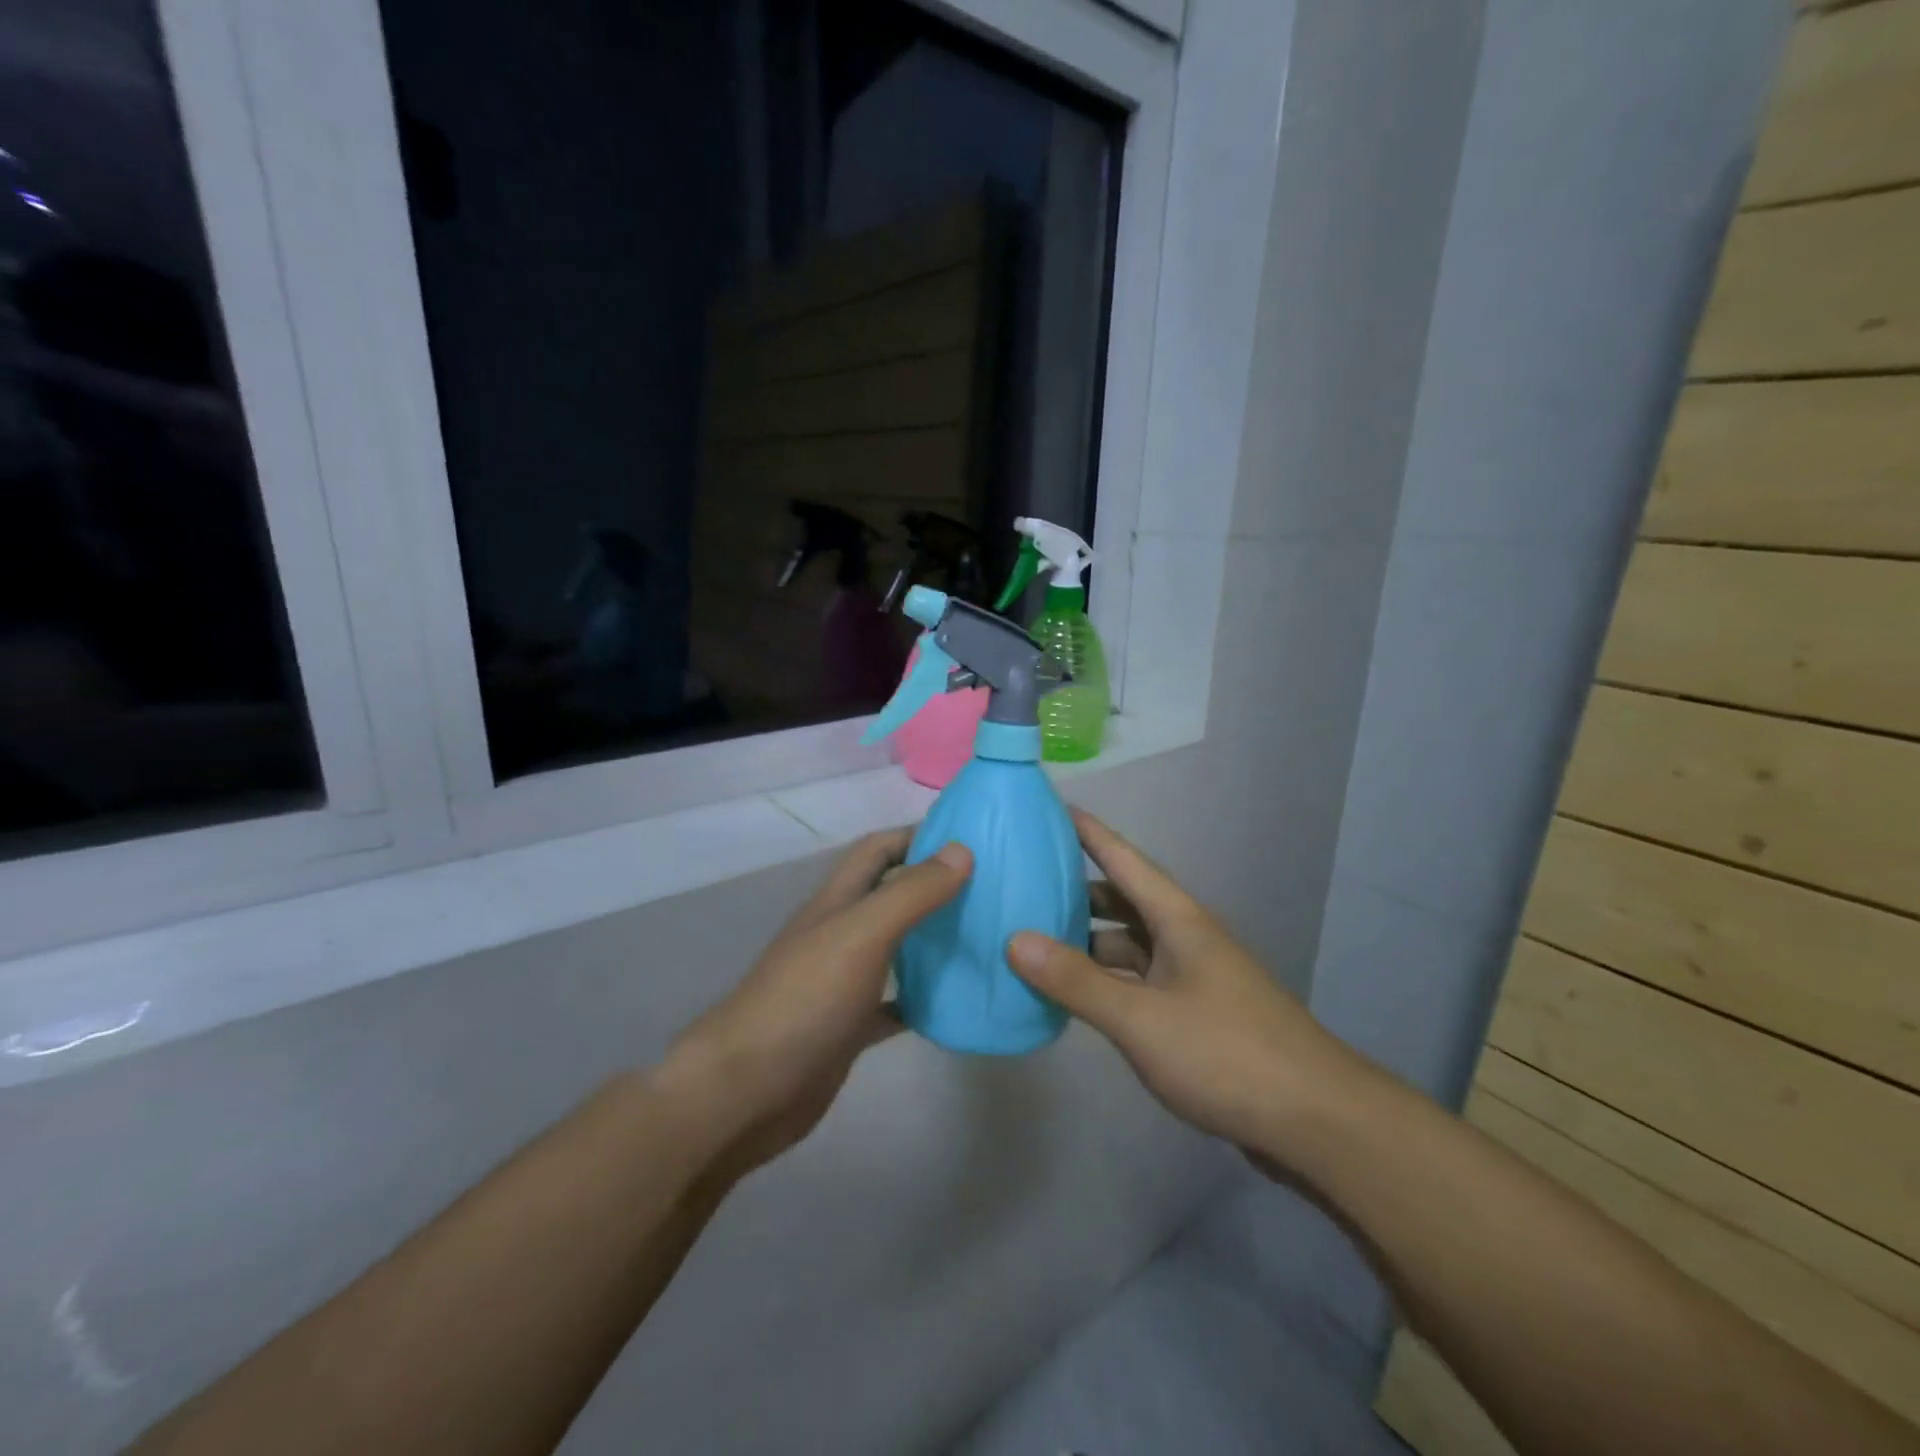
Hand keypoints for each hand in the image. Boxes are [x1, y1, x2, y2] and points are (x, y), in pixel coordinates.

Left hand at [656, 830, 970, 1180]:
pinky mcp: (849, 1027)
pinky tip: (957, 1003)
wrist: (748, 1090)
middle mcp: (840, 933)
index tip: (970, 838)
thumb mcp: (862, 934)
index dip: (917, 836)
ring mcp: (843, 982)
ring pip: (897, 948)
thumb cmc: (805, 999)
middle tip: (991, 889)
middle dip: (934, 886)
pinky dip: (924, 999)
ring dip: (933, 940)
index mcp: (838, 901)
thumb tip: (961, 850)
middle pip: (890, 895)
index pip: (878, 850)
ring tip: (986, 938)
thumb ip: (910, 893)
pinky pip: (896, 1004)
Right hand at [1006, 811, 1360, 1161]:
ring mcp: (1192, 979)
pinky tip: (1076, 997)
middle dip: (1078, 891)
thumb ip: (1077, 981)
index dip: (1090, 832)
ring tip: (1036, 942)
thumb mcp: (1142, 1018)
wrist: (1316, 1121)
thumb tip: (1015, 940)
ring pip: (1130, 946)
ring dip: (1089, 943)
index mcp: (1178, 920)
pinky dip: (1106, 982)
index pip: (1126, 860)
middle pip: (1124, 902)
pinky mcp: (1195, 1016)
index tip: (1053, 808)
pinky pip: (1138, 983)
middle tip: (1025, 884)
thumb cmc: (1226, 1053)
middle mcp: (1185, 939)